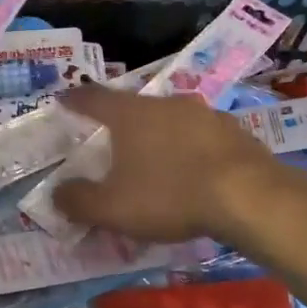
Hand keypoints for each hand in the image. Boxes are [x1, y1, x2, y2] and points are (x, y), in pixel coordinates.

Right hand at [51, 85, 272, 242]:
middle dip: (120, 121)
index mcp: (129, 115)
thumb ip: (79, 200)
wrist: (249, 197)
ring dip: (159, 134)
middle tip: (112, 139)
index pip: (93, 98)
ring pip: (170, 119)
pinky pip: (201, 135)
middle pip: (134, 106)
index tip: (63, 99)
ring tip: (155, 156)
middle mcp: (165, 103)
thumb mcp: (113, 208)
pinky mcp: (234, 130)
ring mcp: (203, 113)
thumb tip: (57, 193)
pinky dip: (191, 148)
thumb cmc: (169, 196)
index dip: (75, 100)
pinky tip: (194, 169)